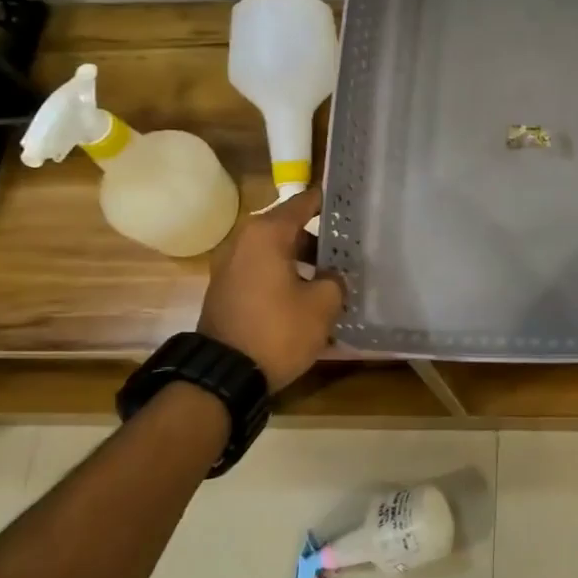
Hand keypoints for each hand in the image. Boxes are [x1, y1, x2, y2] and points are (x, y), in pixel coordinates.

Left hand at [200, 186, 343, 390]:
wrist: (224, 375)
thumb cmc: (278, 330)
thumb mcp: (322, 305)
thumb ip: (334, 280)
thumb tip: (330, 276)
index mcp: (267, 233)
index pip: (304, 202)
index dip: (330, 202)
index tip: (352, 204)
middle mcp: (243, 240)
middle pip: (289, 226)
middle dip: (319, 236)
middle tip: (349, 246)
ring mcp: (230, 264)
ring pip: (275, 250)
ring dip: (302, 258)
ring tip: (332, 274)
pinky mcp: (226, 288)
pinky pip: (262, 269)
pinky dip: (284, 274)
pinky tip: (306, 293)